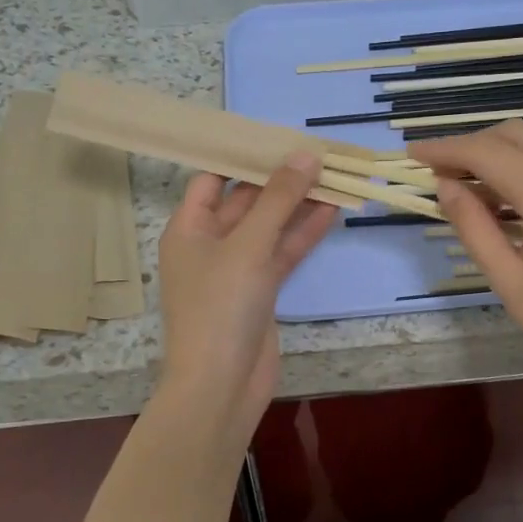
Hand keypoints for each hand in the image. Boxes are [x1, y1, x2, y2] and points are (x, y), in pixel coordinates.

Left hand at [156, 153, 337, 441]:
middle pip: (246, 200)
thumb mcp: (248, 246)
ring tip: (334, 175)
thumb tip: (305, 154)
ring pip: (270, 227)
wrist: (221, 385)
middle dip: (279, 179)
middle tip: (317, 152)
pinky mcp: (261, 290)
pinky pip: (282, 253)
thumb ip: (278, 199)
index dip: (242, 157)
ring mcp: (236, 269)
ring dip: (298, 205)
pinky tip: (333, 211)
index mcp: (188, 228)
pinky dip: (304, 234)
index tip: (278, 136)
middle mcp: (210, 244)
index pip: (212, 179)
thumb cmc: (220, 307)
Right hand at [415, 120, 522, 414]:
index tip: (413, 155)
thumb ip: (473, 226)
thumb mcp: (510, 281)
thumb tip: (446, 186)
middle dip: (471, 145)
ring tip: (469, 187)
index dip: (445, 149)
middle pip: (514, 134)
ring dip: (501, 154)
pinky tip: (511, 198)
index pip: (486, 152)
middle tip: (439, 173)